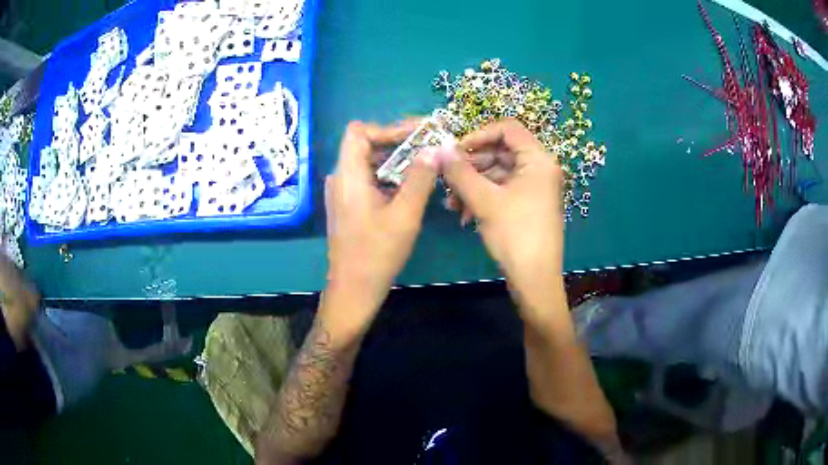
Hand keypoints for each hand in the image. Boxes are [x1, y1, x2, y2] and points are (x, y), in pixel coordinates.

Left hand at [323, 120, 437, 333]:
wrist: (353, 290)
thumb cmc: (377, 254)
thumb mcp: (405, 215)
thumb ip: (420, 178)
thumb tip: (436, 148)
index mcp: (348, 175)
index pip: (359, 131)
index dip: (387, 128)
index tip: (417, 134)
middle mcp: (340, 178)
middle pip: (365, 145)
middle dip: (398, 142)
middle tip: (430, 146)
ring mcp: (342, 193)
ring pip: (369, 162)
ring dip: (396, 160)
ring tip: (426, 163)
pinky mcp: (348, 205)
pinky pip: (369, 179)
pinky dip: (389, 176)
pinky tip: (411, 186)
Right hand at [438, 118, 563, 306]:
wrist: (535, 280)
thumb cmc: (515, 235)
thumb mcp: (484, 200)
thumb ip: (460, 171)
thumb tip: (438, 148)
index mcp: (538, 159)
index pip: (507, 128)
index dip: (478, 135)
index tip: (454, 151)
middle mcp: (540, 168)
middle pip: (501, 151)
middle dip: (471, 165)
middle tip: (446, 179)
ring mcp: (535, 187)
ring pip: (498, 173)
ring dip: (472, 184)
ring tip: (451, 203)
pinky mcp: (528, 204)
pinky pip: (502, 190)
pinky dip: (482, 197)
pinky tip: (463, 214)